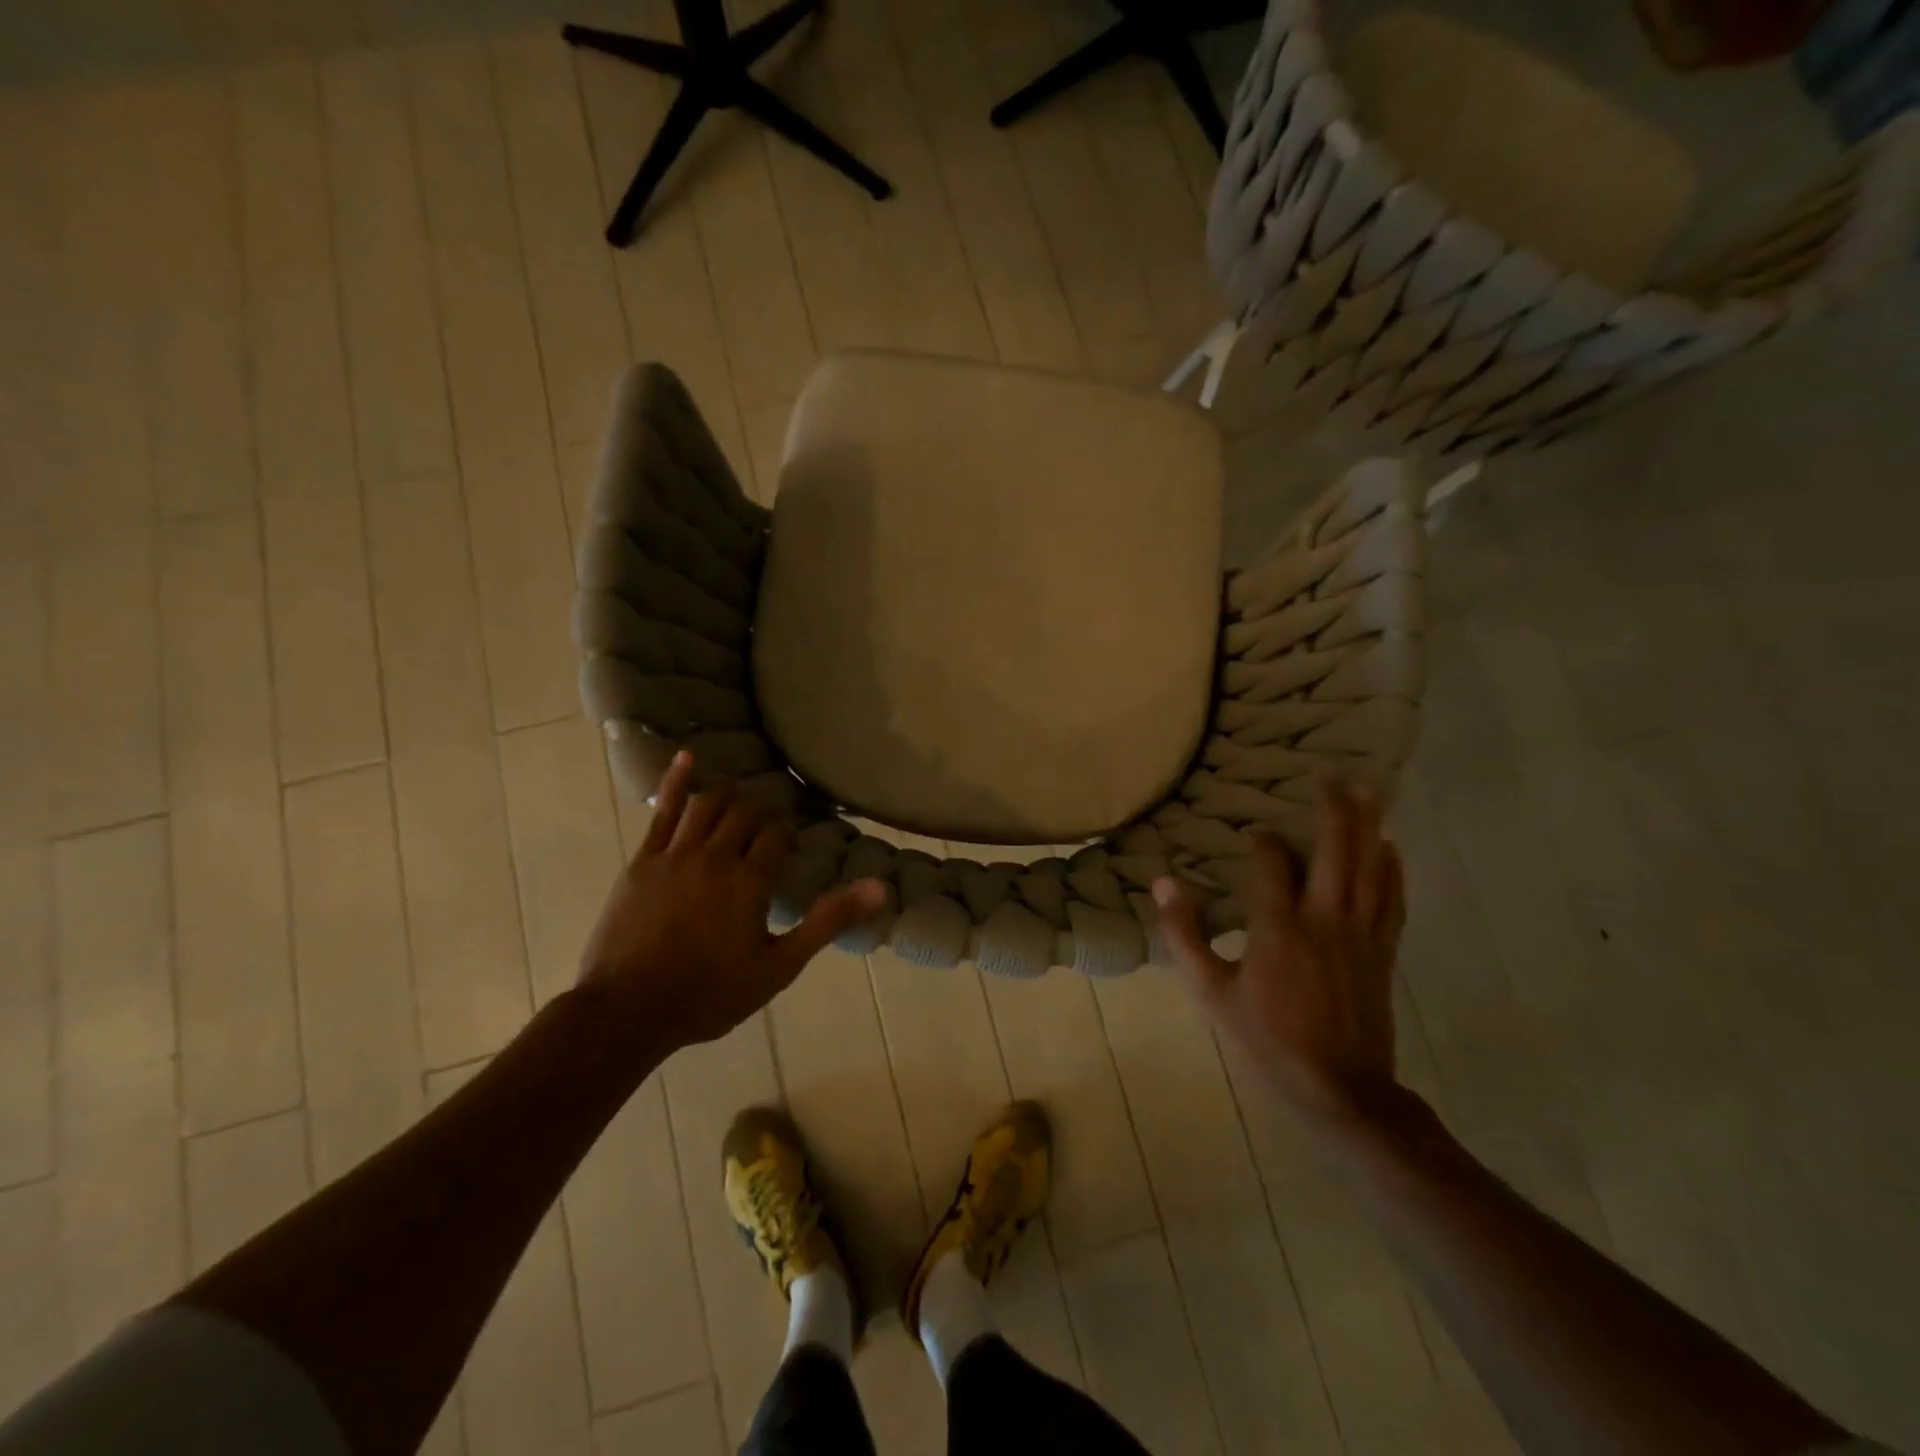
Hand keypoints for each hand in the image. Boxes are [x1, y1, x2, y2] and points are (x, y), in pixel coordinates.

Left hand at [579, 752, 885, 1052]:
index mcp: (749, 881)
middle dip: (760, 815)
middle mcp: (715, 856)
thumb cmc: (710, 994)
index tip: (788, 843)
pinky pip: (662, 811)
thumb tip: (880, 888)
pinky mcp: (643, 860)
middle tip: (766, 826)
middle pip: (744, 815)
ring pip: (707, 805)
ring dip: (727, 797)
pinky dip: (676, 781)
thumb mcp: (779, 966)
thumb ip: (827, 921)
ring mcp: (675, 855)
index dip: (785, 835)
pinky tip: (687, 758)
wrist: (629, 1011)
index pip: (776, 836)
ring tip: (738, 801)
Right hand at [1153, 778, 1406, 1128]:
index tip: (1254, 832)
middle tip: (1331, 774)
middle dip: (1334, 807)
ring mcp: (1360, 933)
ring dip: (1369, 825)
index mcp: (1278, 926)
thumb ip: (1185, 934)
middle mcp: (1324, 918)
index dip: (1263, 840)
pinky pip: (1392, 898)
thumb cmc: (1266, 1036)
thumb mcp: (1211, 989)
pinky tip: (1391, 848)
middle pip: (1336, 849)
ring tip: (1368, 791)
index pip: (1273, 861)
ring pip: (1370, 866)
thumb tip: (1163, 883)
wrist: (1338, 1087)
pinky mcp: (1383, 950)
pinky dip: (1392, 868)